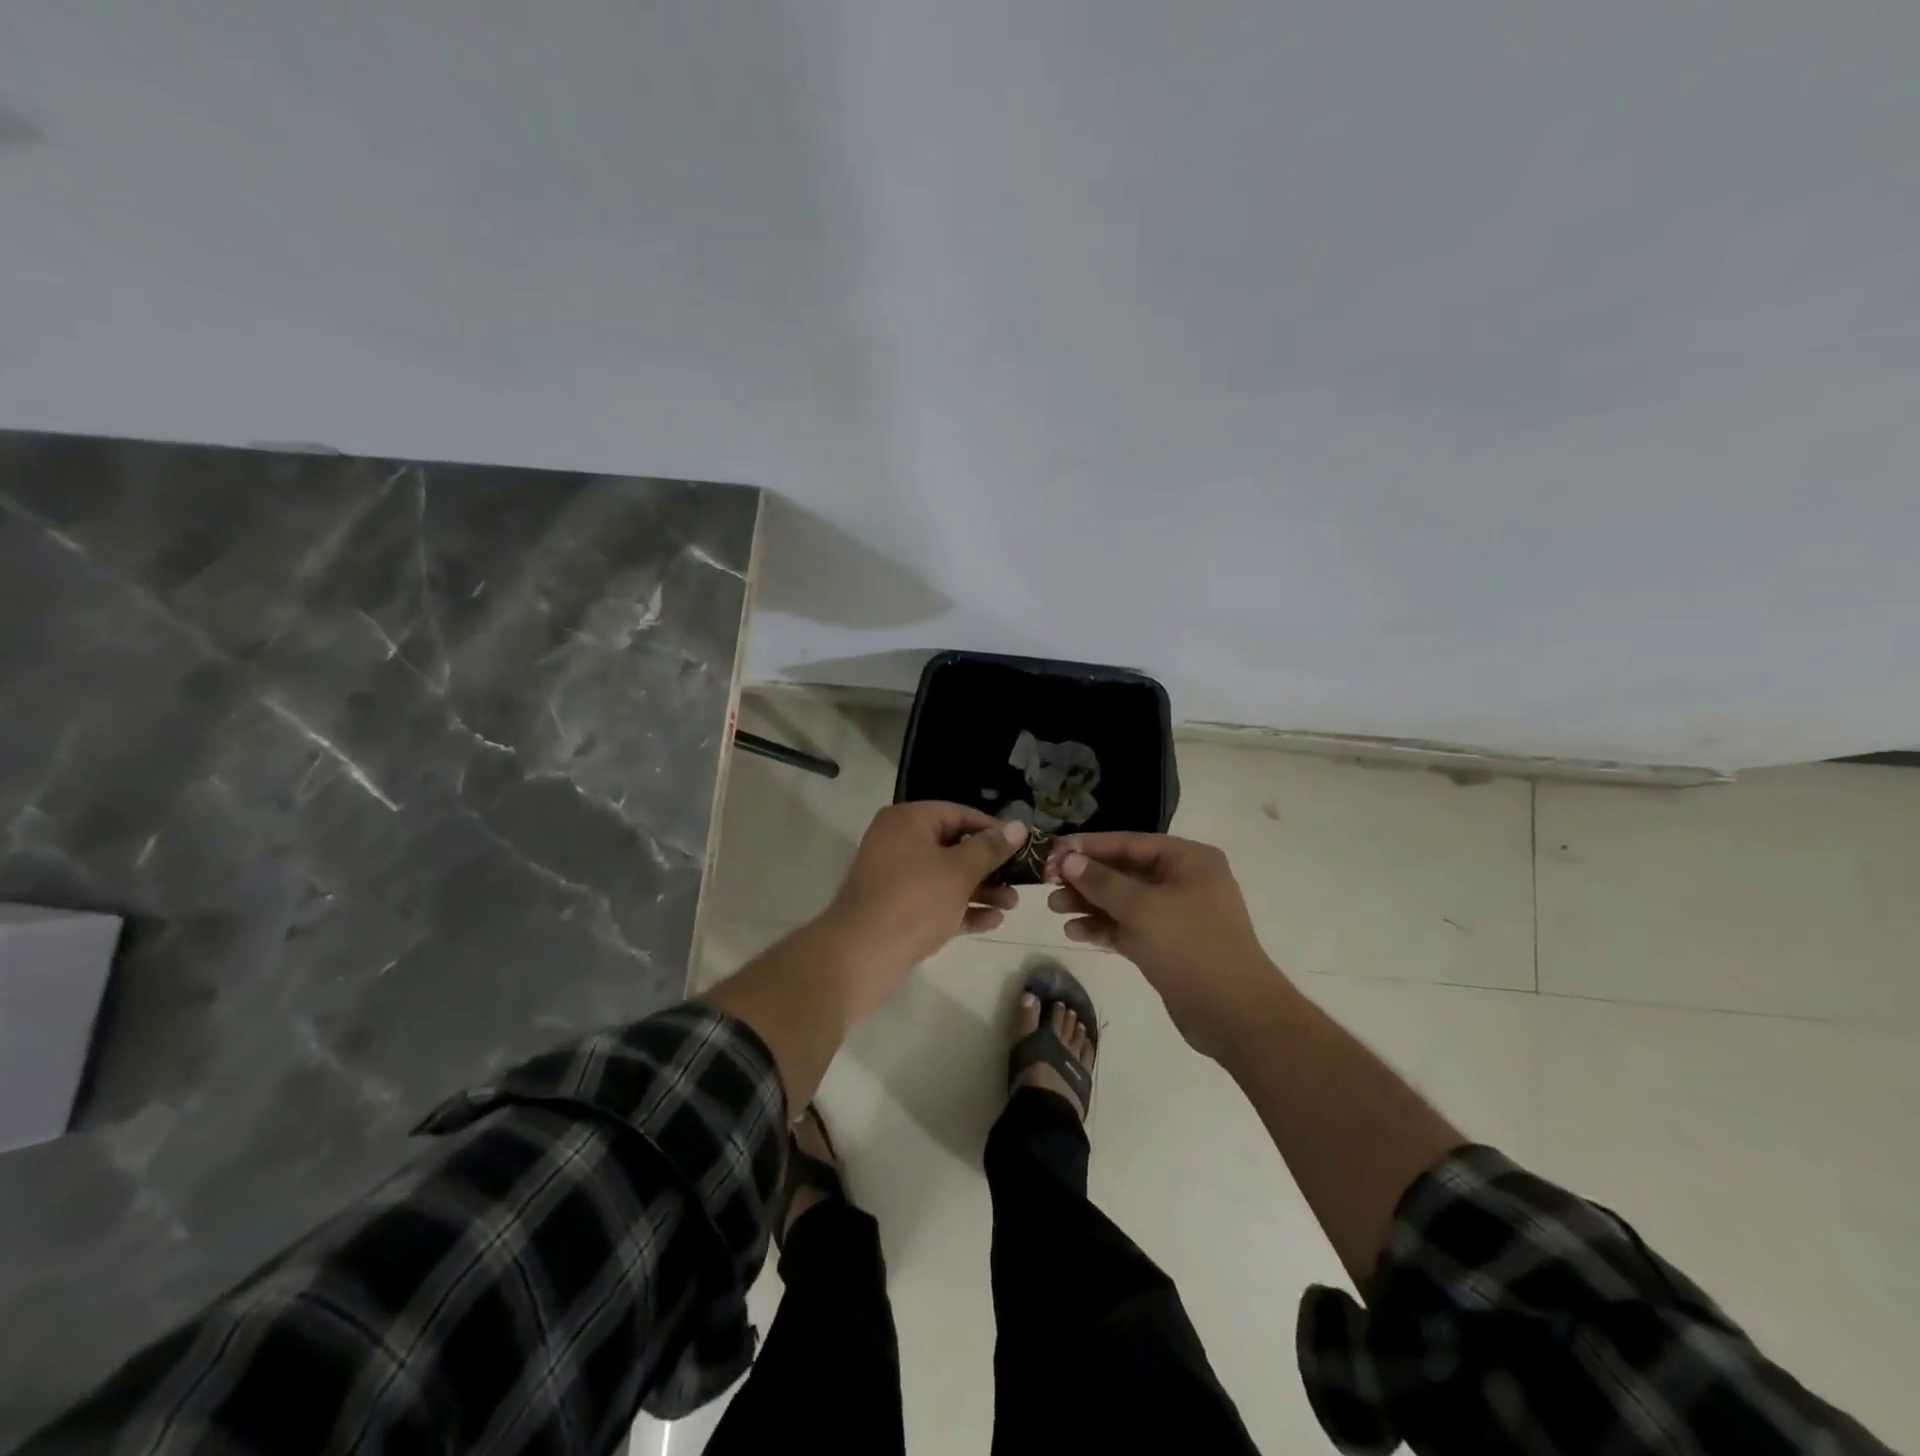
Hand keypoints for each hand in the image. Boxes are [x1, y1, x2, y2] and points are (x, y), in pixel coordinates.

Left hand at [815, 802, 1026, 1020]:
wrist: (860, 956)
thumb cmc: (914, 901)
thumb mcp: (959, 871)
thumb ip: (990, 848)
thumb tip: (1019, 825)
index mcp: (908, 821)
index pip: (958, 813)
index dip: (992, 829)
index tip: (1022, 845)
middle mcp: (898, 842)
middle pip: (953, 846)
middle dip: (989, 865)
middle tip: (1021, 879)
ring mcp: (895, 878)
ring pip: (946, 877)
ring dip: (980, 889)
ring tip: (1012, 904)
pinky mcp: (897, 909)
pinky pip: (935, 901)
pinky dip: (961, 909)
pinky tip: (992, 921)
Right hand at [1044, 833, 1284, 1057]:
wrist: (1236, 1016)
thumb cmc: (1192, 947)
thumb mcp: (1143, 908)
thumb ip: (1102, 882)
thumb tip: (1069, 860)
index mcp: (1188, 860)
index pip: (1130, 842)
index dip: (1089, 846)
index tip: (1052, 852)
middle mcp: (1182, 881)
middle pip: (1124, 871)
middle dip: (1086, 877)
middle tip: (1047, 883)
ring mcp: (1175, 915)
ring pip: (1123, 901)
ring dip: (1089, 903)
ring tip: (1054, 908)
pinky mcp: (1166, 946)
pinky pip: (1127, 927)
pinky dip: (1102, 928)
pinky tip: (1074, 932)